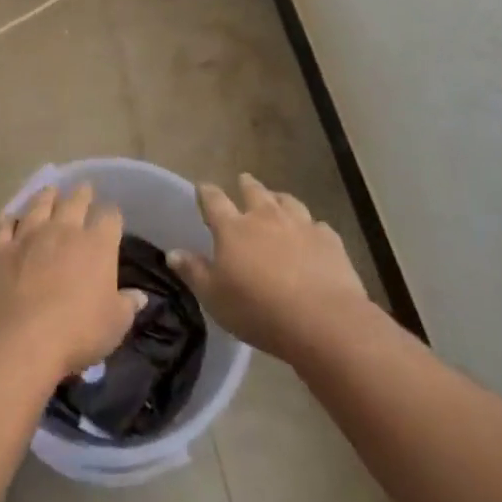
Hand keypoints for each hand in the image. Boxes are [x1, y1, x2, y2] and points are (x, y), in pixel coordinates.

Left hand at [0, 184, 145, 382]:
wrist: (18, 341)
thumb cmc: (76, 334)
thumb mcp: (114, 326)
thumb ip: (127, 306)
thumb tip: (139, 296)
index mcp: (97, 245)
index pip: (110, 217)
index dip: (112, 216)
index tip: (112, 219)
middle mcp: (63, 230)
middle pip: (75, 201)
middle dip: (82, 194)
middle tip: (84, 190)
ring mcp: (28, 235)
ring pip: (39, 205)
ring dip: (46, 196)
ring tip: (50, 190)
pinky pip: (3, 225)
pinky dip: (8, 219)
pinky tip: (9, 218)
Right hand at [168, 173, 371, 362]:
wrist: (322, 320)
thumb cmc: (258, 310)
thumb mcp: (214, 297)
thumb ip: (194, 272)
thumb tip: (172, 253)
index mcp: (233, 228)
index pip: (214, 201)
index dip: (206, 192)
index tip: (203, 187)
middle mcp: (265, 217)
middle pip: (254, 192)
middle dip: (246, 185)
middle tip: (243, 180)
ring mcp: (300, 225)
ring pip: (287, 202)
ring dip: (279, 199)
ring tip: (276, 199)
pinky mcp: (329, 239)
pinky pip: (317, 225)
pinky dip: (311, 226)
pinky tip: (312, 233)